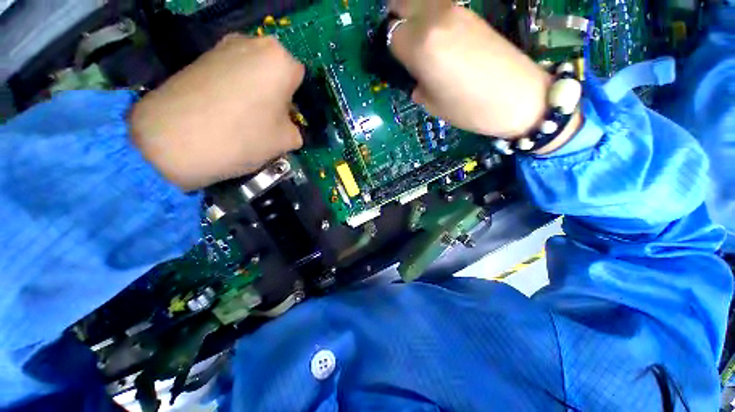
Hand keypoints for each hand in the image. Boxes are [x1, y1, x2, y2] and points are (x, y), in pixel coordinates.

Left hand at [130, 34, 304, 190]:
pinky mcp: (200, 57)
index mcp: (279, 60)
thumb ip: (296, 130)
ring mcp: (222, 47)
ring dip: (256, 92)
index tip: (287, 118)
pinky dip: (234, 90)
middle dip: (276, 94)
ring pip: (253, 72)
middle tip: (268, 119)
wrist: (173, 141)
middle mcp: (252, 43)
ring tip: (244, 117)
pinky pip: (230, 72)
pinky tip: (225, 111)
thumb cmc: (243, 137)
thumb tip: (289, 126)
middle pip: (275, 72)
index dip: (295, 101)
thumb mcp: (286, 141)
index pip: (299, 79)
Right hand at [388, 0, 551, 138]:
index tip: (397, 64)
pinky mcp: (470, 13)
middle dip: (395, 20)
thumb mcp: (433, 104)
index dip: (391, 51)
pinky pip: (440, 7)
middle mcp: (434, 19)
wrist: (519, 97)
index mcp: (421, 45)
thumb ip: (418, 85)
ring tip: (417, 39)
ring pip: (421, 1)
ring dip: (413, 15)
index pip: (391, 37)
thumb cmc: (469, 109)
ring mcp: (455, 11)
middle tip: (399, 43)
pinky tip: (438, 38)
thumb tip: (415, 80)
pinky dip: (431, 17)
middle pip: (401, 3)